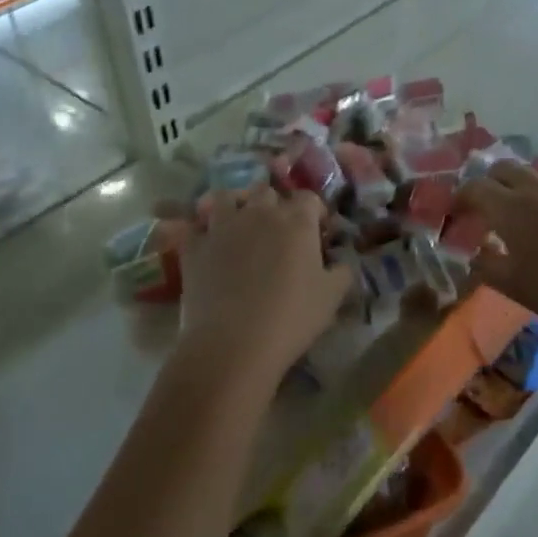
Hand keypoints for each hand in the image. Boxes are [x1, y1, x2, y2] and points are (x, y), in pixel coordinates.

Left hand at [178, 187, 353, 385]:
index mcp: (296, 221)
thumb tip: (341, 262)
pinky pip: (197, 226)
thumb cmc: (291, 318)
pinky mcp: (195, 245)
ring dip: (236, 206)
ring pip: (227, 198)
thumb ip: (342, 272)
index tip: (317, 232)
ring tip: (240, 227)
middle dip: (275, 206)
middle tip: (279, 232)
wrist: (233, 342)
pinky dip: (204, 232)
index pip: (308, 198)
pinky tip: (210, 247)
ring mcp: (223, 226)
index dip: (314, 213)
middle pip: (268, 193)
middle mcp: (259, 212)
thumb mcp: (332, 297)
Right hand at [455, 162, 537, 338]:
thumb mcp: (515, 287)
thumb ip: (487, 267)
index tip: (454, 216)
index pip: (474, 188)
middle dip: (487, 184)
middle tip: (483, 212)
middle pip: (502, 169)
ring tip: (518, 222)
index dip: (459, 199)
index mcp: (511, 207)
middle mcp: (537, 190)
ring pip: (532, 178)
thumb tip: (475, 254)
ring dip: (517, 192)